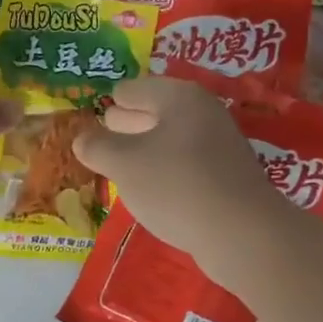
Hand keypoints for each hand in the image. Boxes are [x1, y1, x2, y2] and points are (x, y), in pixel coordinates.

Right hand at [73, 78, 292, 284]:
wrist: (241, 232)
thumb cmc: (175, 185)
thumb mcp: (124, 165)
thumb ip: (98, 147)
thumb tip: (81, 138)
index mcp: (178, 97)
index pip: (134, 89)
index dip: (112, 100)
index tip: (93, 109)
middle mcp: (203, 112)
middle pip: (156, 111)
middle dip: (129, 122)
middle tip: (103, 134)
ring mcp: (219, 144)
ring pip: (171, 139)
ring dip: (147, 149)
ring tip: (119, 165)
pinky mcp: (227, 176)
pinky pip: (186, 164)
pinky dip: (166, 170)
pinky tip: (151, 189)